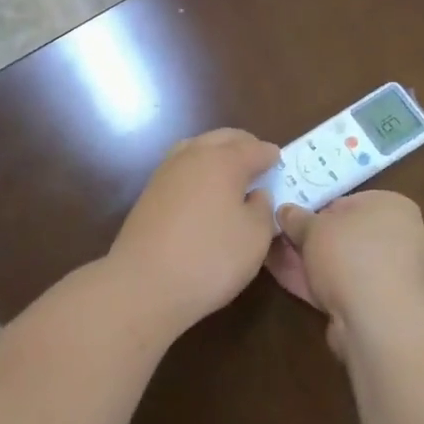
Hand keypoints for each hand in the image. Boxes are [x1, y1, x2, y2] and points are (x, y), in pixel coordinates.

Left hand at [106, 128, 280, 333]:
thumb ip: (262, 209)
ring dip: (217, 153)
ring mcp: (166, 171)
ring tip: (231, 173)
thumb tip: (255, 194)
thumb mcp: (255, 237)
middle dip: (244, 145)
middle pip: (223, 138)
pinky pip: (182, 167)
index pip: (254, 148)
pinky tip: (204, 191)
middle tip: (259, 162)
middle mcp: (193, 156)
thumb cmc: (210, 258)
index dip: (270, 155)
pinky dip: (198, 170)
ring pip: (198, 147)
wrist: (143, 284)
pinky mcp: (150, 192)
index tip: (280, 161)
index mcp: (224, 160)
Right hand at [267, 191, 423, 357]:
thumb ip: (296, 218)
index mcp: (393, 207)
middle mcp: (398, 237)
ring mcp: (389, 275)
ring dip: (307, 261)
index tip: (290, 217)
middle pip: (343, 234)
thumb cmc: (350, 255)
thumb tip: (285, 211)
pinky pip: (341, 287)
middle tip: (276, 236)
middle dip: (309, 238)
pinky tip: (283, 277)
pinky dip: (315, 282)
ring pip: (340, 263)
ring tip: (270, 255)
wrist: (379, 322)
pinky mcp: (378, 306)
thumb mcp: (314, 227)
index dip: (315, 209)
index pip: (347, 202)